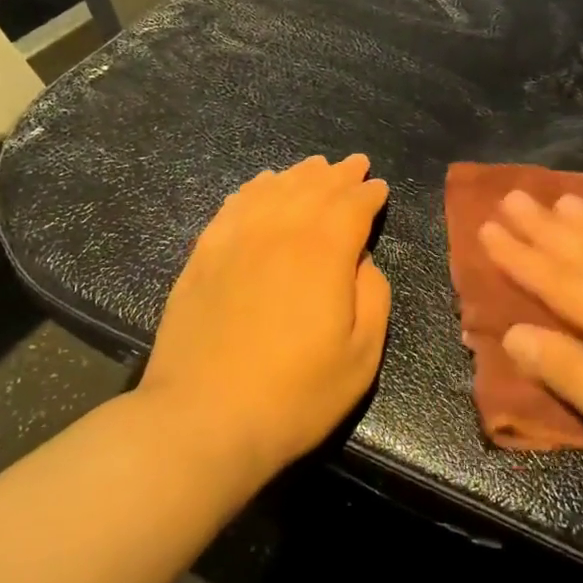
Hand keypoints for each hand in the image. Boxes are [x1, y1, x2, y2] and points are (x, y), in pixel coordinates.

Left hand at [139, 154, 391, 480]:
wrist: (202, 419)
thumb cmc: (294, 395)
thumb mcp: (361, 356)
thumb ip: (374, 296)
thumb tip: (361, 259)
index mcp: (324, 252)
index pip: (352, 206)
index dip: (369, 193)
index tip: (379, 187)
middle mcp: (280, 231)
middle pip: (314, 188)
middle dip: (339, 174)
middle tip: (354, 164)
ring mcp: (235, 240)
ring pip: (273, 189)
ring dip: (299, 174)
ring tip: (314, 166)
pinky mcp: (203, 255)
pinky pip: (233, 206)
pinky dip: (253, 188)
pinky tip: (261, 184)